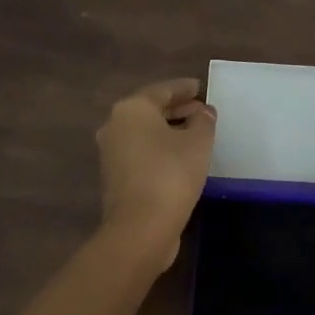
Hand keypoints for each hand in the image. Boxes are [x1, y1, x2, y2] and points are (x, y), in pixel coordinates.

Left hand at [96, 78, 216, 267]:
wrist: (140, 227)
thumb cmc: (171, 174)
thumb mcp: (198, 142)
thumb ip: (203, 120)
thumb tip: (203, 112)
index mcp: (132, 109)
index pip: (162, 90)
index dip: (184, 88)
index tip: (201, 87)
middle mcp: (115, 125)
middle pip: (150, 110)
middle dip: (177, 108)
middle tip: (201, 110)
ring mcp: (111, 153)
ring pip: (144, 132)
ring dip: (169, 129)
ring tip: (195, 132)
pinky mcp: (115, 177)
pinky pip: (141, 151)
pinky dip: (160, 148)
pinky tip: (180, 156)